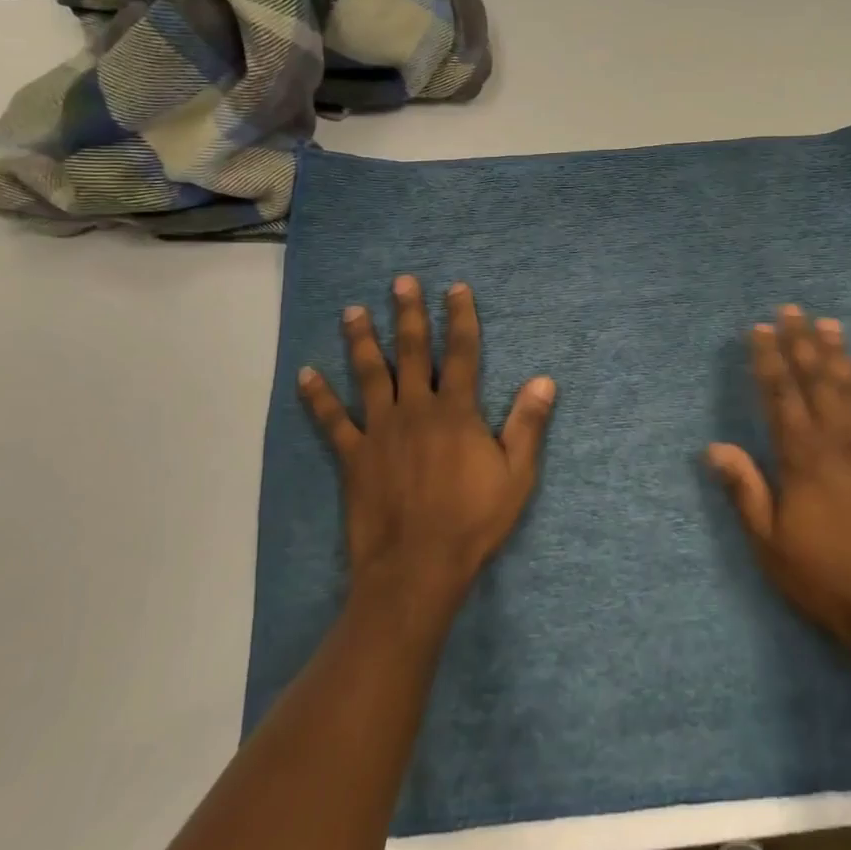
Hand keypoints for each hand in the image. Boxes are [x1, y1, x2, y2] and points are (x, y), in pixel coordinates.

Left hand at [298, 276, 556, 612]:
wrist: (418, 567)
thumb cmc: (473, 521)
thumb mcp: (517, 475)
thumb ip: (528, 424)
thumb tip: (544, 380)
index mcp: (457, 412)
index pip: (462, 353)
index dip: (461, 318)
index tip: (456, 288)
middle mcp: (416, 410)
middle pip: (412, 352)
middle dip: (409, 314)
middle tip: (401, 282)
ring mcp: (380, 431)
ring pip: (369, 375)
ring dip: (362, 340)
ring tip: (353, 310)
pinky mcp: (354, 457)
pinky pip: (332, 421)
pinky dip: (318, 397)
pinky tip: (306, 374)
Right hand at [707, 306, 850, 663]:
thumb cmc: (824, 577)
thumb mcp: (769, 544)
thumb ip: (745, 491)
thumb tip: (714, 447)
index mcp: (800, 457)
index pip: (778, 395)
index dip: (767, 359)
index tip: (759, 328)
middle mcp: (836, 441)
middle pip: (815, 380)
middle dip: (801, 342)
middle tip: (792, 309)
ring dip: (838, 353)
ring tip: (828, 323)